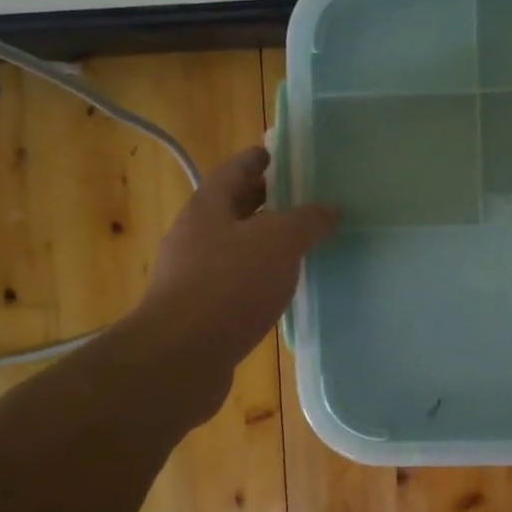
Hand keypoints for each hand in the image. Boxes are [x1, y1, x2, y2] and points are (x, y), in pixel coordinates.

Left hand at [122, 146, 336, 421]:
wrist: (180, 358)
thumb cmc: (229, 285)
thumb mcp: (278, 242)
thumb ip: (307, 221)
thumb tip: (331, 208)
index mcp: (208, 209)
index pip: (234, 172)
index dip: (256, 160)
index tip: (276, 153)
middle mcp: (196, 237)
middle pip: (233, 208)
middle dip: (263, 200)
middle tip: (300, 195)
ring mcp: (194, 276)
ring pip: (235, 246)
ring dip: (264, 241)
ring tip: (301, 241)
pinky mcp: (202, 311)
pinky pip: (237, 281)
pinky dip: (260, 275)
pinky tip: (283, 286)